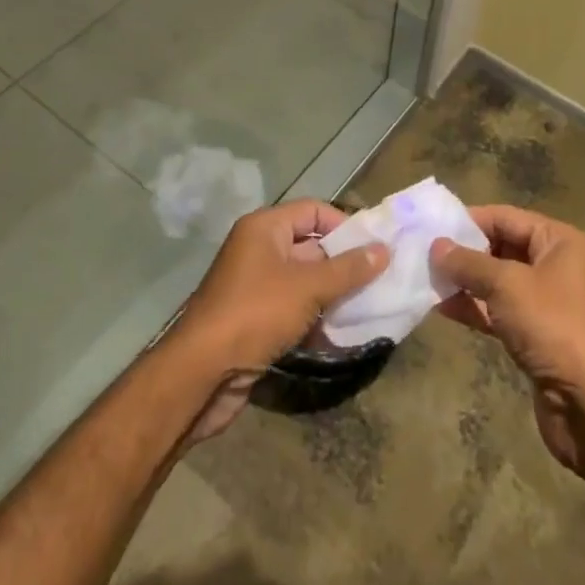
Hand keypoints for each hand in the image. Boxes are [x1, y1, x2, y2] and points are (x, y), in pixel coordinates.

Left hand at [167, 200, 387, 443]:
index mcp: (265, 228)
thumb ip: (348, 269)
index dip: (344, 225)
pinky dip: (316, 317)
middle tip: (380, 279)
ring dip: (333, 294)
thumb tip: (383, 250)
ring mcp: (255, 286)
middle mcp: (258, 250)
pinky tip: (343, 333)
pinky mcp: (255, 319)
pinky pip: (294, 308)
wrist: (201, 374)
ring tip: (369, 306)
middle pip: (310, 246)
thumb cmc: (255, 314)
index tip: (374, 247)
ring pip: (304, 281)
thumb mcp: (308, 287)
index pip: (313, 211)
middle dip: (343, 263)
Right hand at [431, 205, 584, 474]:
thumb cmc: (552, 326)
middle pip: (502, 247)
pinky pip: (499, 310)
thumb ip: (468, 263)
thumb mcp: (506, 285)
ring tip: (426, 279)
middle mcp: (556, 266)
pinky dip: (474, 307)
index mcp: (560, 242)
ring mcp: (546, 302)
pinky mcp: (535, 334)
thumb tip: (436, 246)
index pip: (507, 217)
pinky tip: (442, 307)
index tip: (433, 226)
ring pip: (497, 282)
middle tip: (424, 253)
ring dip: (465, 281)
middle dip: (464, 252)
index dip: (470, 220)